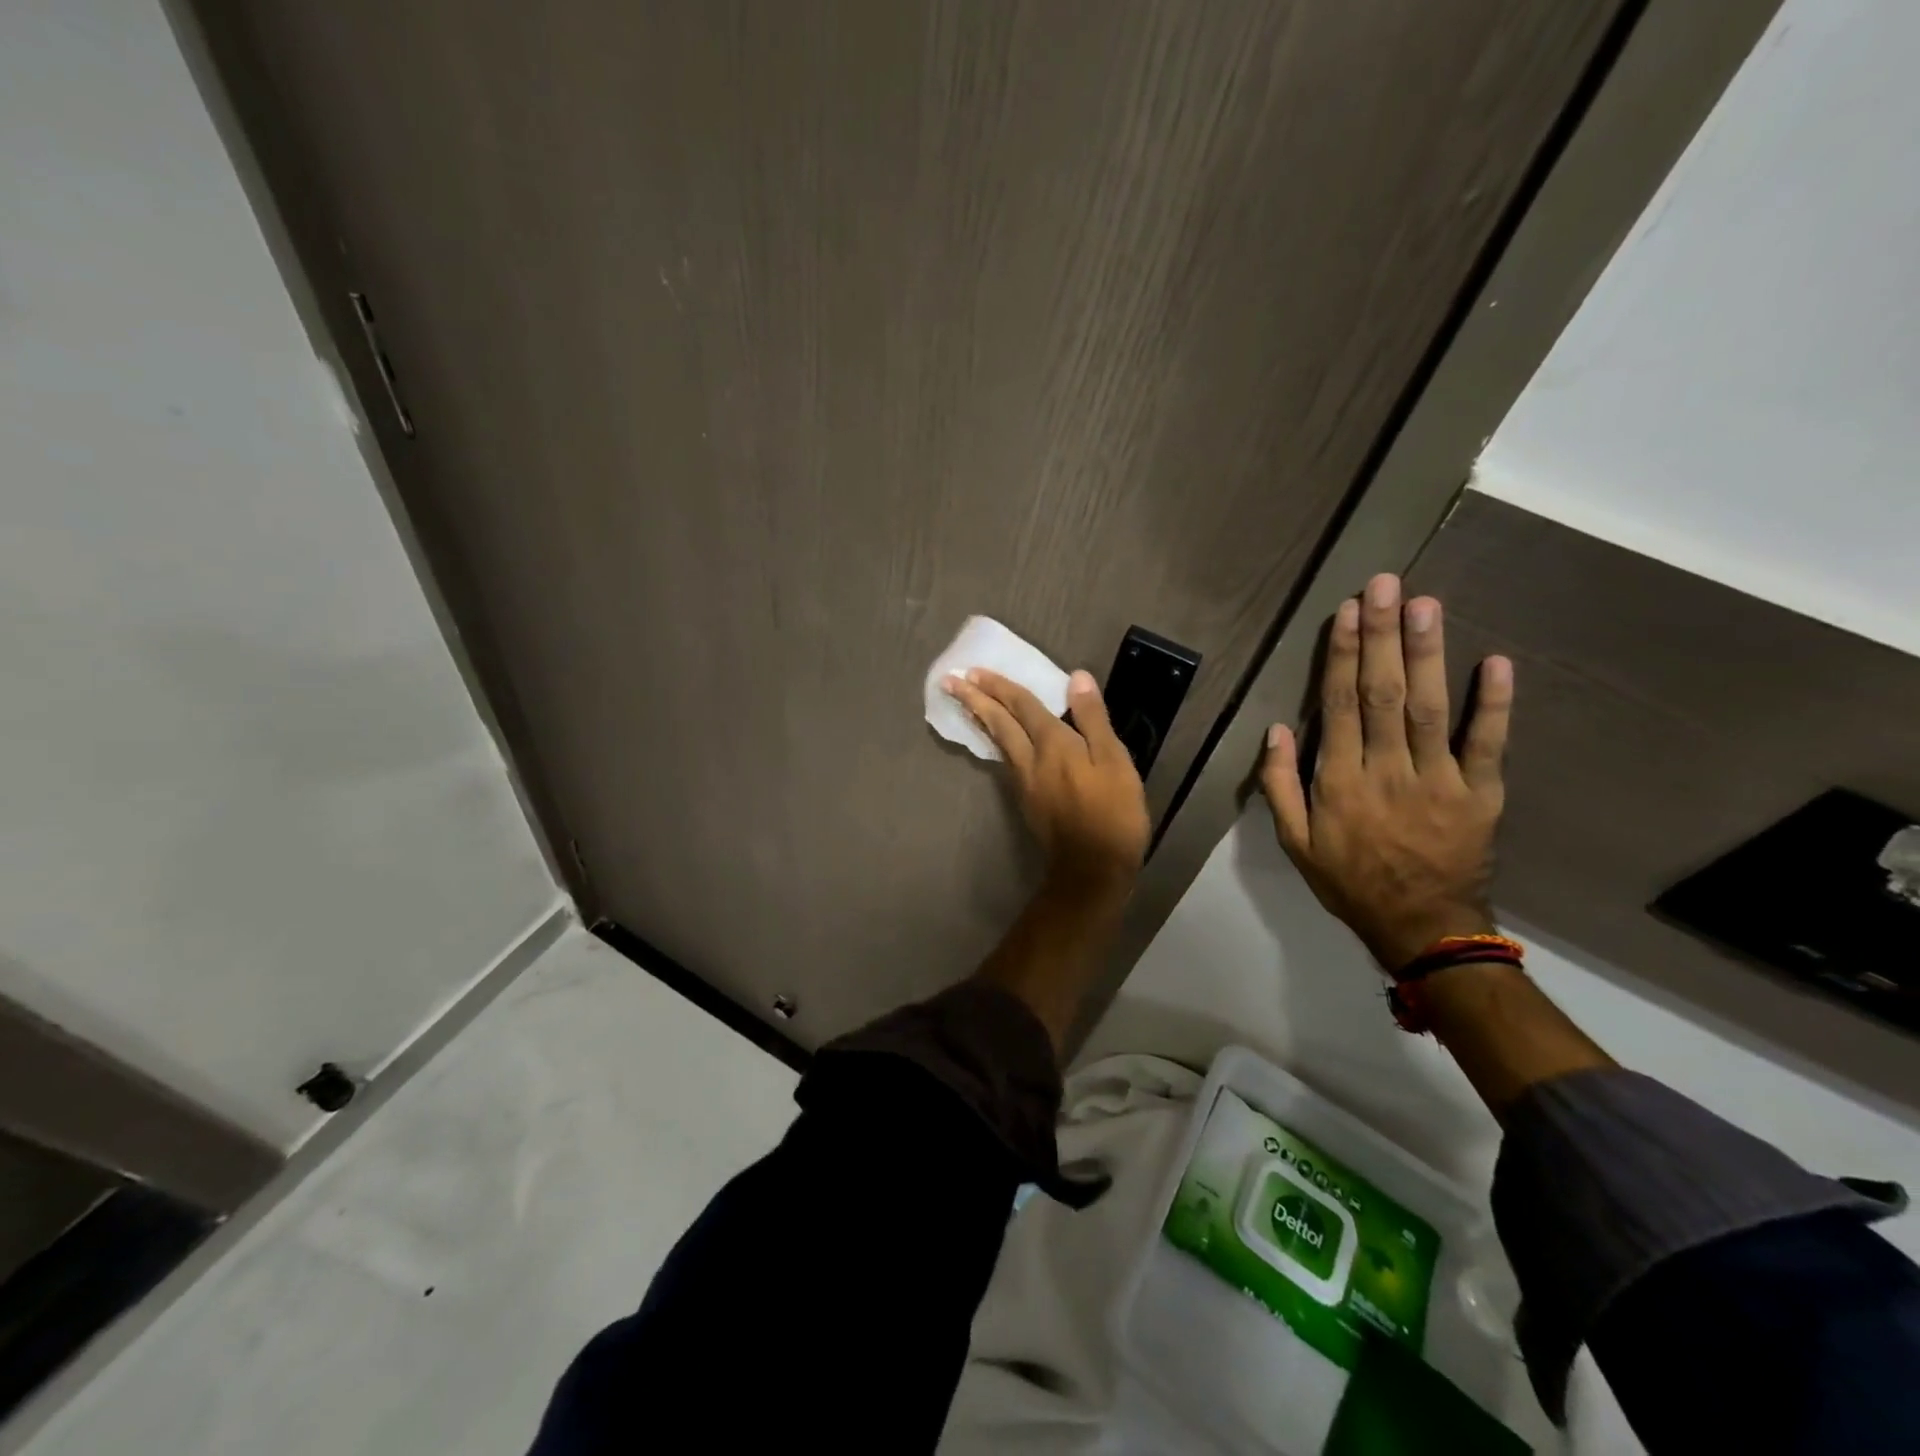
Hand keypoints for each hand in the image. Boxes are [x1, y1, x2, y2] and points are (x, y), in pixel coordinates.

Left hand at [944, 668, 1149, 889]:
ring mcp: (1025, 782)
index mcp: (1054, 744)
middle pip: (999, 722)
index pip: (1022, 706)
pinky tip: (996, 740)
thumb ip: (1093, 719)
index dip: (1000, 686)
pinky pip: (1005, 760)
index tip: (973, 670)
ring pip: (998, 741)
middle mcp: (1031, 759)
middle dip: (976, 699)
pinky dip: (995, 741)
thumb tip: (1075, 678)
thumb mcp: (1115, 761)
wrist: (1091, 868)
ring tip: (965, 703)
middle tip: (950, 681)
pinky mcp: (1026, 800)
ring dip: (980, 718)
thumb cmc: (1112, 813)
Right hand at [1259, 574, 1512, 971]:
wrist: (1422, 926)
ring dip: (1428, 653)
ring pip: (1431, 708)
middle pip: (1383, 694)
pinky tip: (1496, 661)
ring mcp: (1439, 780)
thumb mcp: (1294, 843)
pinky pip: (1488, 744)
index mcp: (1339, 781)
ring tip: (1426, 605)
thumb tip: (1276, 729)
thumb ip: (1279, 785)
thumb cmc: (1349, 881)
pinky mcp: (1481, 793)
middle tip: (1386, 585)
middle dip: (1383, 636)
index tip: (1347, 612)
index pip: (1339, 706)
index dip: (1342, 656)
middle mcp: (1387, 771)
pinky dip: (1495, 703)